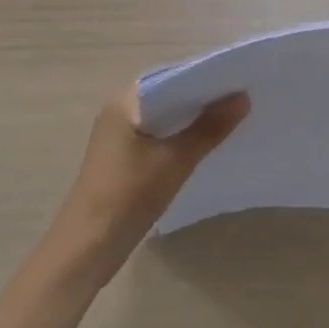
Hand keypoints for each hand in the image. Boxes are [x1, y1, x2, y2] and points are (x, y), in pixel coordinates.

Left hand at [48, 86, 249, 283]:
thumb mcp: (174, 161)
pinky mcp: (122, 159)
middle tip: (241, 98)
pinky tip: (203, 146)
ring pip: (164, 118)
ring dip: (192, 120)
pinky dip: (179, 138)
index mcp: (125, 101)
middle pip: (169, 96)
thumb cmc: (127, 197)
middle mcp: (120, 111)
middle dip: (201, 99)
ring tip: (230, 119)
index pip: (172, 76)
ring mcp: (119, 136)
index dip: (204, 77)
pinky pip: (158, 137)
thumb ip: (209, 128)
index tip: (237, 79)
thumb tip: (243, 97)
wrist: (85, 251)